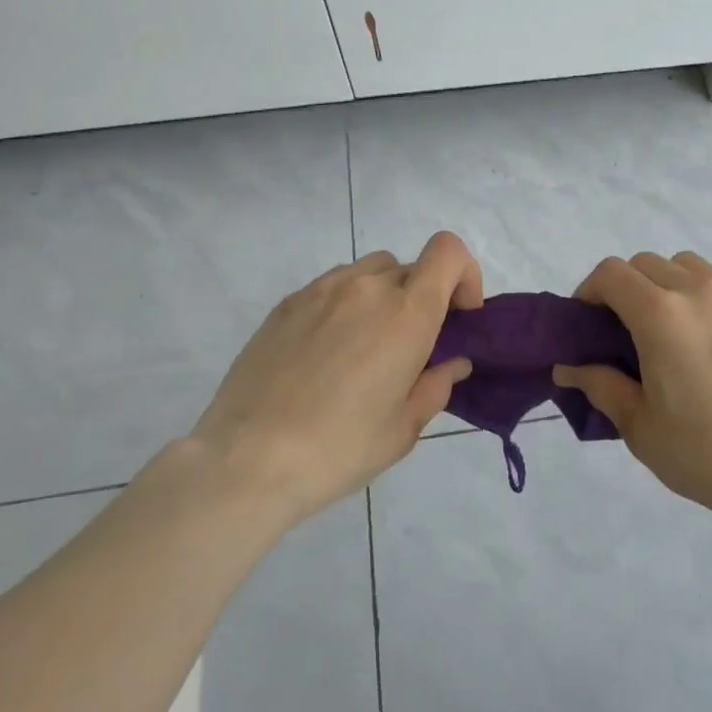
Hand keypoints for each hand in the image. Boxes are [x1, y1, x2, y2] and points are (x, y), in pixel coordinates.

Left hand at [191, 231, 482, 524]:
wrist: (247, 460)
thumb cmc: (339, 448)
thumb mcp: (404, 428)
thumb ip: (437, 385)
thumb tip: (453, 362)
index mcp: (407, 312)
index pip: (449, 252)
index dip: (464, 275)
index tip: (458, 317)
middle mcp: (367, 287)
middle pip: (412, 268)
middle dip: (423, 299)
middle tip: (411, 348)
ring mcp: (322, 289)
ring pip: (370, 273)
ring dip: (383, 298)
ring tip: (366, 348)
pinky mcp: (288, 303)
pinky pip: (333, 287)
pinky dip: (345, 306)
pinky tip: (326, 354)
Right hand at [553, 252, 711, 527]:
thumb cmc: (702, 453)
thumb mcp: (638, 426)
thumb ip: (600, 385)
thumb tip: (568, 368)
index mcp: (660, 314)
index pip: (611, 273)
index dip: (590, 290)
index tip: (589, 321)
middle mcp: (699, 291)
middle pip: (648, 263)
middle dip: (627, 288)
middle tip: (628, 329)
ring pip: (691, 265)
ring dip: (671, 284)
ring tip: (677, 325)